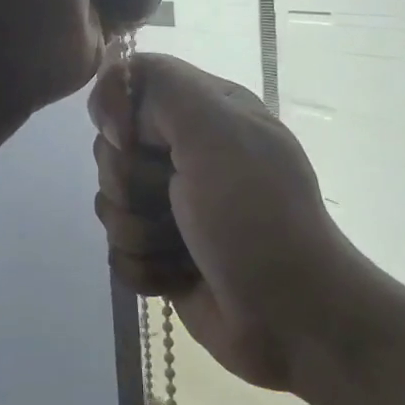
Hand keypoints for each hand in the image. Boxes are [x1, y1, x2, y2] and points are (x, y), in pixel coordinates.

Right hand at [88, 54, 354, 390]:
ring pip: (110, 204)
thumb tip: (113, 110)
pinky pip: (117, 251)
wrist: (293, 318)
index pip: (129, 85)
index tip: (129, 139)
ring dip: (139, 231)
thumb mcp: (219, 132)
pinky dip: (144, 268)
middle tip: (175, 202)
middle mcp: (187, 153)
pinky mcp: (162, 254)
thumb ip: (163, 88)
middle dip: (132, 183)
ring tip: (182, 247)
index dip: (117, 111)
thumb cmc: (257, 217)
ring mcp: (173, 207)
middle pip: (110, 149)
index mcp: (207, 112)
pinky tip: (177, 276)